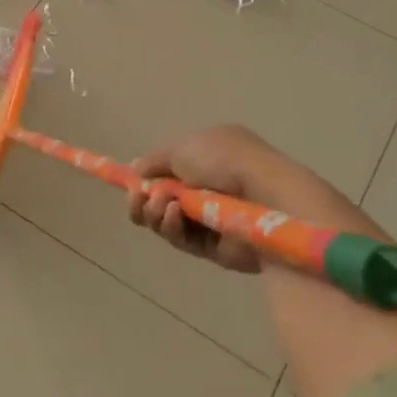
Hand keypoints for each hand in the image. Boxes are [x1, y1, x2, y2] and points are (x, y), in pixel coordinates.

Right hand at [125, 125, 362, 274]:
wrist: (266, 197)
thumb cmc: (226, 161)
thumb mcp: (183, 147)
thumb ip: (154, 161)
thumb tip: (135, 170)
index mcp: (209, 157)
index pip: (171, 169)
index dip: (148, 175)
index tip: (130, 181)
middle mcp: (210, 187)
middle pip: (163, 198)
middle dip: (143, 198)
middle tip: (136, 197)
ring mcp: (213, 219)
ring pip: (167, 222)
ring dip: (154, 212)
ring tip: (159, 204)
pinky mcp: (215, 249)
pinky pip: (182, 239)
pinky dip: (171, 227)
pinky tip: (171, 214)